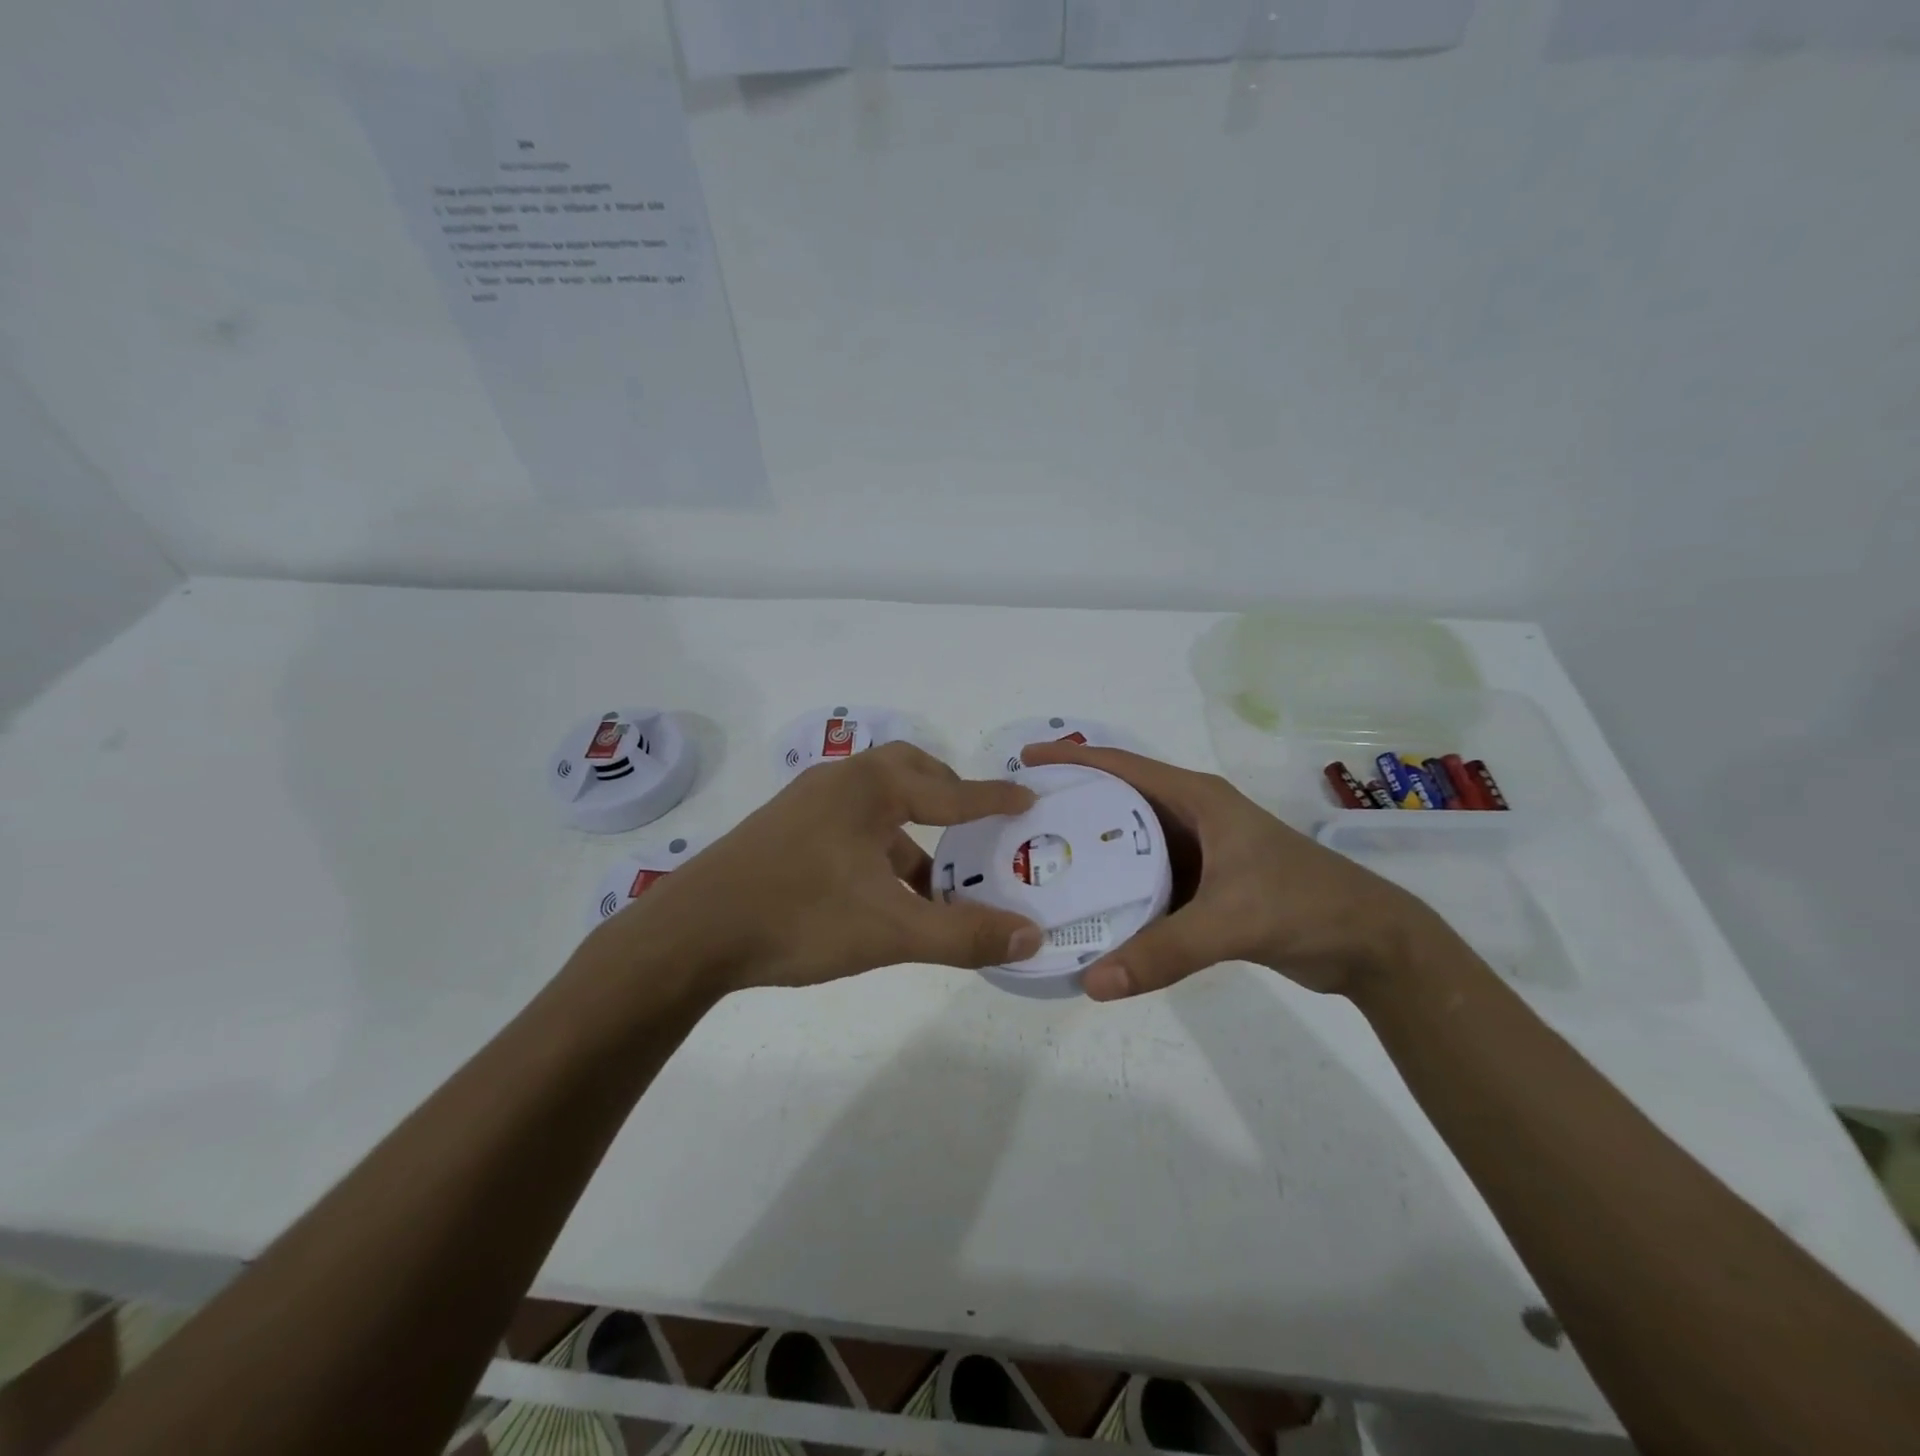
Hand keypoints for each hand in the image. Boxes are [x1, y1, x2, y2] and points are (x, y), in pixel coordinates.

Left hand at [608, 742, 1044, 993]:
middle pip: (909, 773)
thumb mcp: (890, 930)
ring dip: (912, 832)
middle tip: (975, 827)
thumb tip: (1031, 936)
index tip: (1028, 799)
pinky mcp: (784, 830)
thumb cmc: (798, 916)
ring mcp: (806, 804)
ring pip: (877, 804)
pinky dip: (879, 847)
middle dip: (947, 796)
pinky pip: (850, 825)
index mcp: (869, 788)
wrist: (690, 934)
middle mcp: (839, 782)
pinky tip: (881, 892)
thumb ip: (963, 934)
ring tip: (933, 879)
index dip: (993, 799)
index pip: (950, 791)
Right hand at [1018, 741, 1427, 1000]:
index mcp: (1197, 800)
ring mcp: (1200, 853)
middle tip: (1020, 824)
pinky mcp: (1206, 887)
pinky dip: (1119, 890)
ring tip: (1042, 865)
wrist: (1371, 944)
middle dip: (1072, 806)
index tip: (1024, 762)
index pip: (1122, 767)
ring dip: (1093, 852)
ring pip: (1131, 845)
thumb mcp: (1232, 921)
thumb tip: (1091, 981)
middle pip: (1118, 803)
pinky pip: (1148, 881)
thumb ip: (1164, 951)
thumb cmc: (1305, 905)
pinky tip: (1089, 909)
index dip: (1072, 759)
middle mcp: (1193, 817)